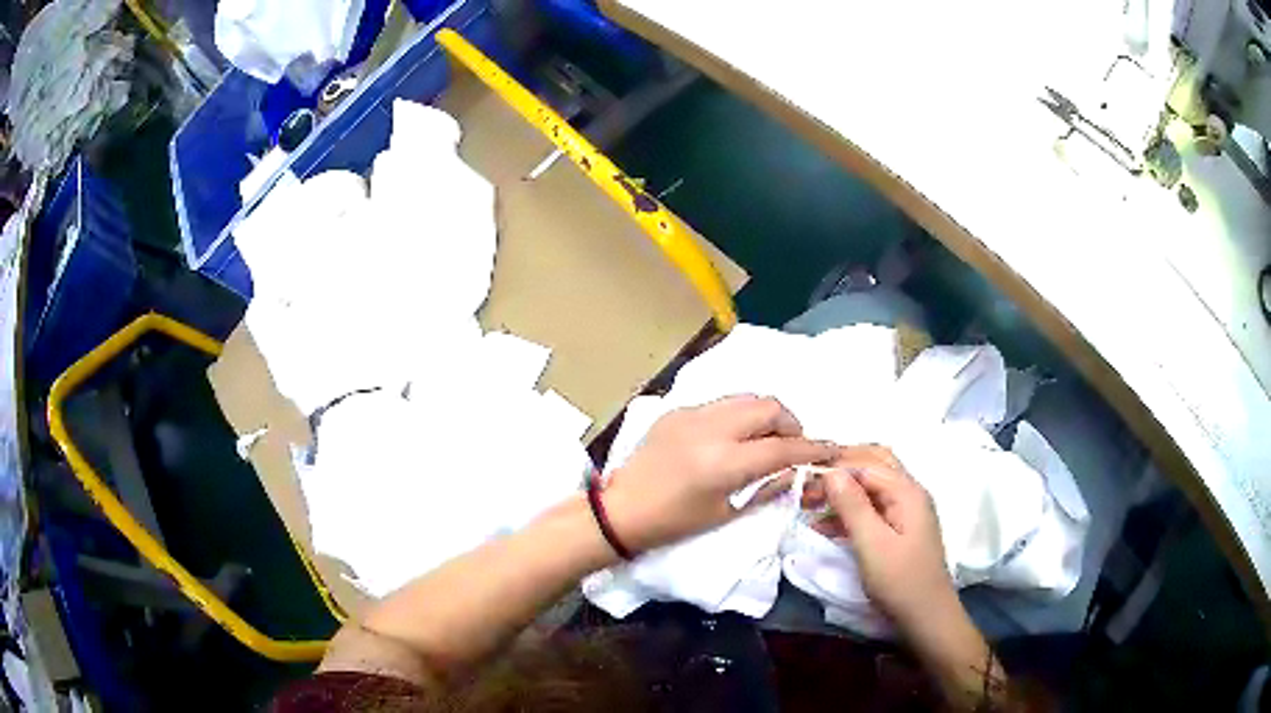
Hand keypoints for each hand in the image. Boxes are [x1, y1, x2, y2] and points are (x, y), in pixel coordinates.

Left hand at [603, 395, 837, 552]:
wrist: (623, 509)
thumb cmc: (675, 522)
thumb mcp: (727, 512)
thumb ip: (767, 487)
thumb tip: (796, 471)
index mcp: (725, 462)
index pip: (782, 447)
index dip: (812, 448)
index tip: (831, 449)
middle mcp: (712, 428)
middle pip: (769, 407)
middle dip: (790, 423)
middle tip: (792, 445)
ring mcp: (692, 414)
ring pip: (746, 398)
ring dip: (766, 415)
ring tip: (765, 438)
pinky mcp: (678, 410)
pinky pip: (721, 403)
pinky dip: (739, 414)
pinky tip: (733, 436)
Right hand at [815, 446, 960, 633]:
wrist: (926, 616)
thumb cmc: (900, 580)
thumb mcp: (872, 544)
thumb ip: (852, 506)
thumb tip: (831, 472)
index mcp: (907, 492)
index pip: (867, 463)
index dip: (834, 468)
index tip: (802, 481)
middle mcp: (909, 493)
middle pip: (874, 465)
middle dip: (840, 470)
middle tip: (808, 484)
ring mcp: (906, 511)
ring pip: (871, 486)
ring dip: (842, 490)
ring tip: (809, 503)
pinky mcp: (899, 529)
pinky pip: (872, 508)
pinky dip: (849, 511)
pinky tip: (824, 525)